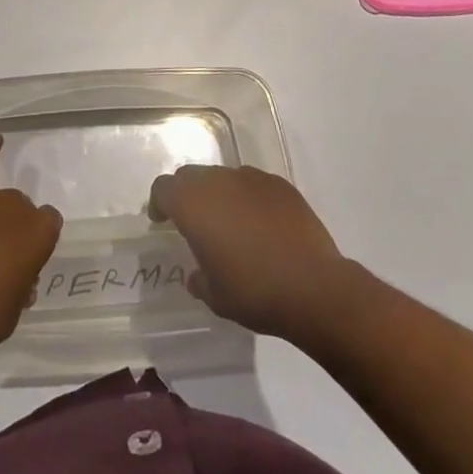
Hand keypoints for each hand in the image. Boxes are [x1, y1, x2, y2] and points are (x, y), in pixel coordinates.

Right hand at [148, 164, 349, 341]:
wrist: (313, 286)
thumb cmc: (254, 292)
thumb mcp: (216, 297)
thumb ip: (199, 279)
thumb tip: (197, 274)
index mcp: (193, 204)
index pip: (163, 188)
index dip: (159, 202)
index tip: (162, 221)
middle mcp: (218, 181)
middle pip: (191, 176)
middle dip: (187, 195)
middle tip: (194, 222)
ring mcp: (251, 178)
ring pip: (223, 177)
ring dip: (219, 196)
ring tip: (231, 225)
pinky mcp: (279, 184)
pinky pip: (253, 185)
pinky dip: (248, 198)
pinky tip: (262, 225)